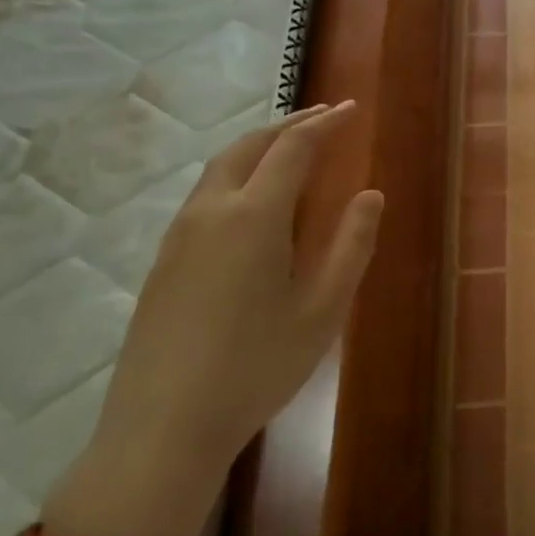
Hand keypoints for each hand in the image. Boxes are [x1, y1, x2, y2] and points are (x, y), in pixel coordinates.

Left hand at [51, 102, 382, 535]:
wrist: (163, 427)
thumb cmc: (257, 367)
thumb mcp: (322, 310)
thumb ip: (351, 246)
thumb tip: (371, 195)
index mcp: (254, 217)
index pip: (293, 149)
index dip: (324, 124)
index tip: (349, 109)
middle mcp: (211, 212)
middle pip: (248, 146)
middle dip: (287, 125)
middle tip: (322, 117)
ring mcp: (179, 236)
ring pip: (219, 168)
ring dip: (258, 147)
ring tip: (290, 148)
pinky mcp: (164, 261)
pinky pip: (205, 195)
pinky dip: (237, 174)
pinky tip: (252, 200)